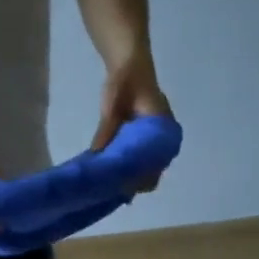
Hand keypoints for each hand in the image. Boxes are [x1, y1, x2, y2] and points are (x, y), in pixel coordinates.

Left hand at [90, 56, 171, 190]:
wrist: (130, 66)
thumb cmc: (124, 82)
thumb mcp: (112, 105)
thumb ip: (106, 129)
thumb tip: (95, 155)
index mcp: (162, 130)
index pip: (157, 164)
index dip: (140, 179)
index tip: (121, 188)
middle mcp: (163, 139)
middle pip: (153, 171)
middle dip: (134, 183)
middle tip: (111, 192)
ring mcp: (155, 140)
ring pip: (147, 168)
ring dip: (131, 178)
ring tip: (109, 188)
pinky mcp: (145, 140)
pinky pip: (140, 160)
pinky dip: (128, 169)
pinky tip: (111, 176)